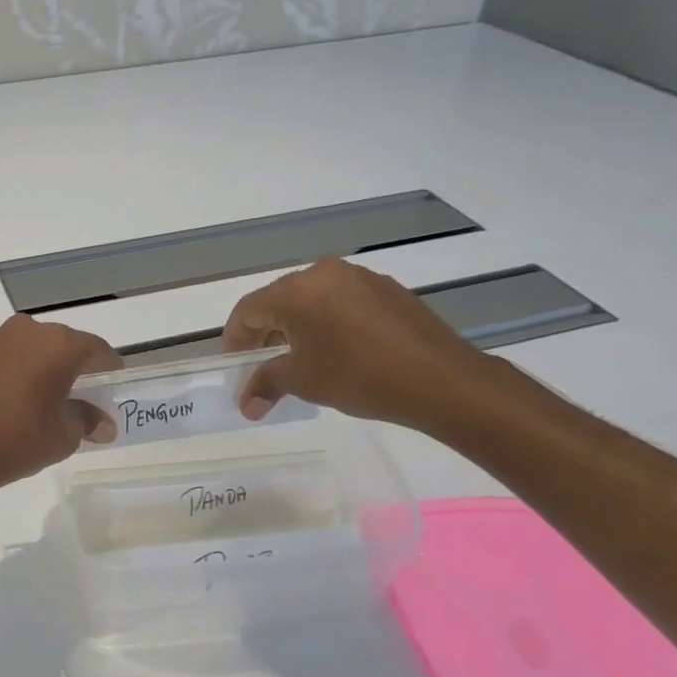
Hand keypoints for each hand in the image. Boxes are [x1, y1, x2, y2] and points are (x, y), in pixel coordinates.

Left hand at [0, 315, 120, 492]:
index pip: (96, 349)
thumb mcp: (64, 437)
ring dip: (36, 366)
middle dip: (70, 366)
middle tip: (76, 395)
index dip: (108, 368)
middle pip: (60, 344)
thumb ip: (87, 421)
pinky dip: (7, 372)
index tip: (112, 384)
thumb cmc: (18, 440)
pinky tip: (3, 400)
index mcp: (58, 345)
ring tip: (36, 398)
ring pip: (26, 347)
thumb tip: (103, 424)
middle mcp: (25, 330)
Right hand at [221, 258, 499, 431]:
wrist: (441, 380)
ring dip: (298, 327)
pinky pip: (342, 301)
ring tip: (301, 359)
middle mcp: (324, 273)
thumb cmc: (359, 377)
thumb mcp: (304, 381)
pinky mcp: (387, 289)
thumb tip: (245, 404)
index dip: (235, 338)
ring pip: (312, 300)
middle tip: (262, 364)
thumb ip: (266, 384)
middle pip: (279, 300)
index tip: (235, 364)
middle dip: (265, 333)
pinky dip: (329, 322)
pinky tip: (339, 350)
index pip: (248, 310)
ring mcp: (359, 278)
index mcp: (296, 290)